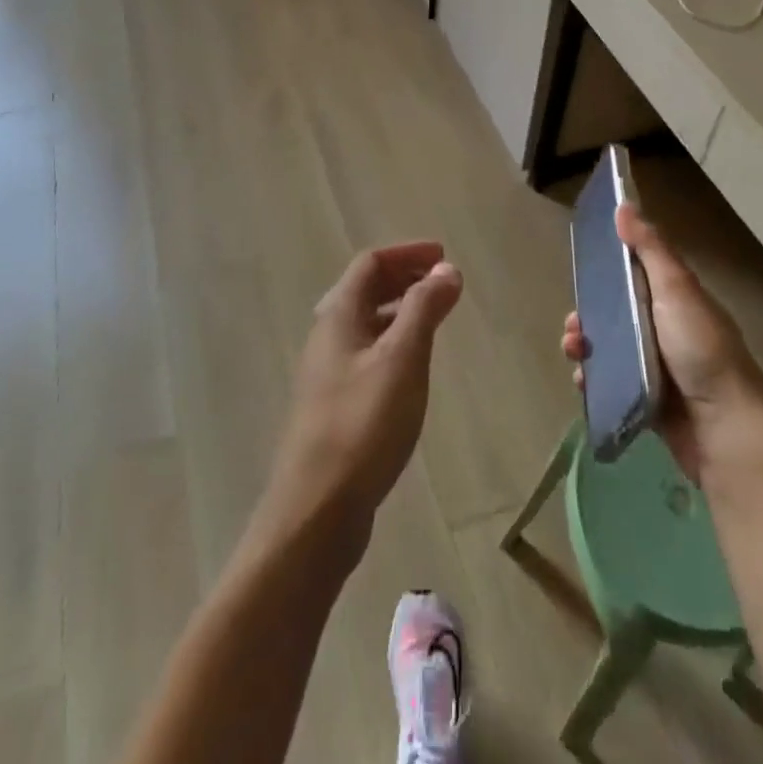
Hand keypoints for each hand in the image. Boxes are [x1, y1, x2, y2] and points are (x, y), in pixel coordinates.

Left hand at [263, 242, 462, 550]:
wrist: (316, 510)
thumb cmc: (363, 425)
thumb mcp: (402, 359)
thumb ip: (424, 309)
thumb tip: (446, 268)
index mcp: (338, 315)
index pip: (370, 263)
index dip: (407, 253)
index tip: (443, 256)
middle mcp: (328, 335)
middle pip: (365, 289)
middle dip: (404, 278)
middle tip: (443, 283)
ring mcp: (328, 371)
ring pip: (366, 323)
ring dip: (400, 310)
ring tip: (435, 318)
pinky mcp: (334, 404)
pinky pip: (367, 353)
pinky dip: (393, 341)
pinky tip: (412, 366)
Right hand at [561, 203, 762, 481]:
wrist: (724, 432)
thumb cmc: (701, 352)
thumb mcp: (677, 291)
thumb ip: (650, 250)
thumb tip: (624, 205)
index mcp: (677, 300)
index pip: (637, 274)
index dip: (609, 269)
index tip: (583, 267)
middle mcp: (667, 330)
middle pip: (617, 312)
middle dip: (589, 314)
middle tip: (573, 324)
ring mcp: (657, 367)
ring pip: (609, 347)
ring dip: (585, 345)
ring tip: (574, 352)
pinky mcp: (647, 399)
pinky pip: (611, 382)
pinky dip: (594, 380)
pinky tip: (584, 381)